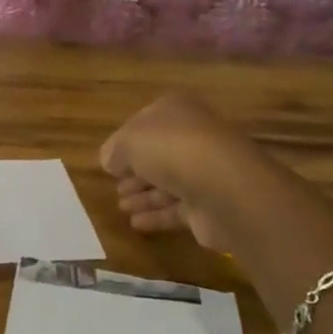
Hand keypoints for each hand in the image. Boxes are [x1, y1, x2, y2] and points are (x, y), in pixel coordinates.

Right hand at [99, 92, 260, 251]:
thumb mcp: (128, 142)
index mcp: (176, 110)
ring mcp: (205, 171)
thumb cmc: (171, 149)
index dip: (125, 140)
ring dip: (143, 194)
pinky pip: (176, 208)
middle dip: (136, 170)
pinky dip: (156, 214)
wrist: (223, 186)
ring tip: (121, 206)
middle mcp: (193, 136)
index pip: (145, 122)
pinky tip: (135, 223)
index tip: (109, 159)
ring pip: (167, 182)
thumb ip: (114, 151)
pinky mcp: (210, 204)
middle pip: (158, 153)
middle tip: (115, 185)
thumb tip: (109, 161)